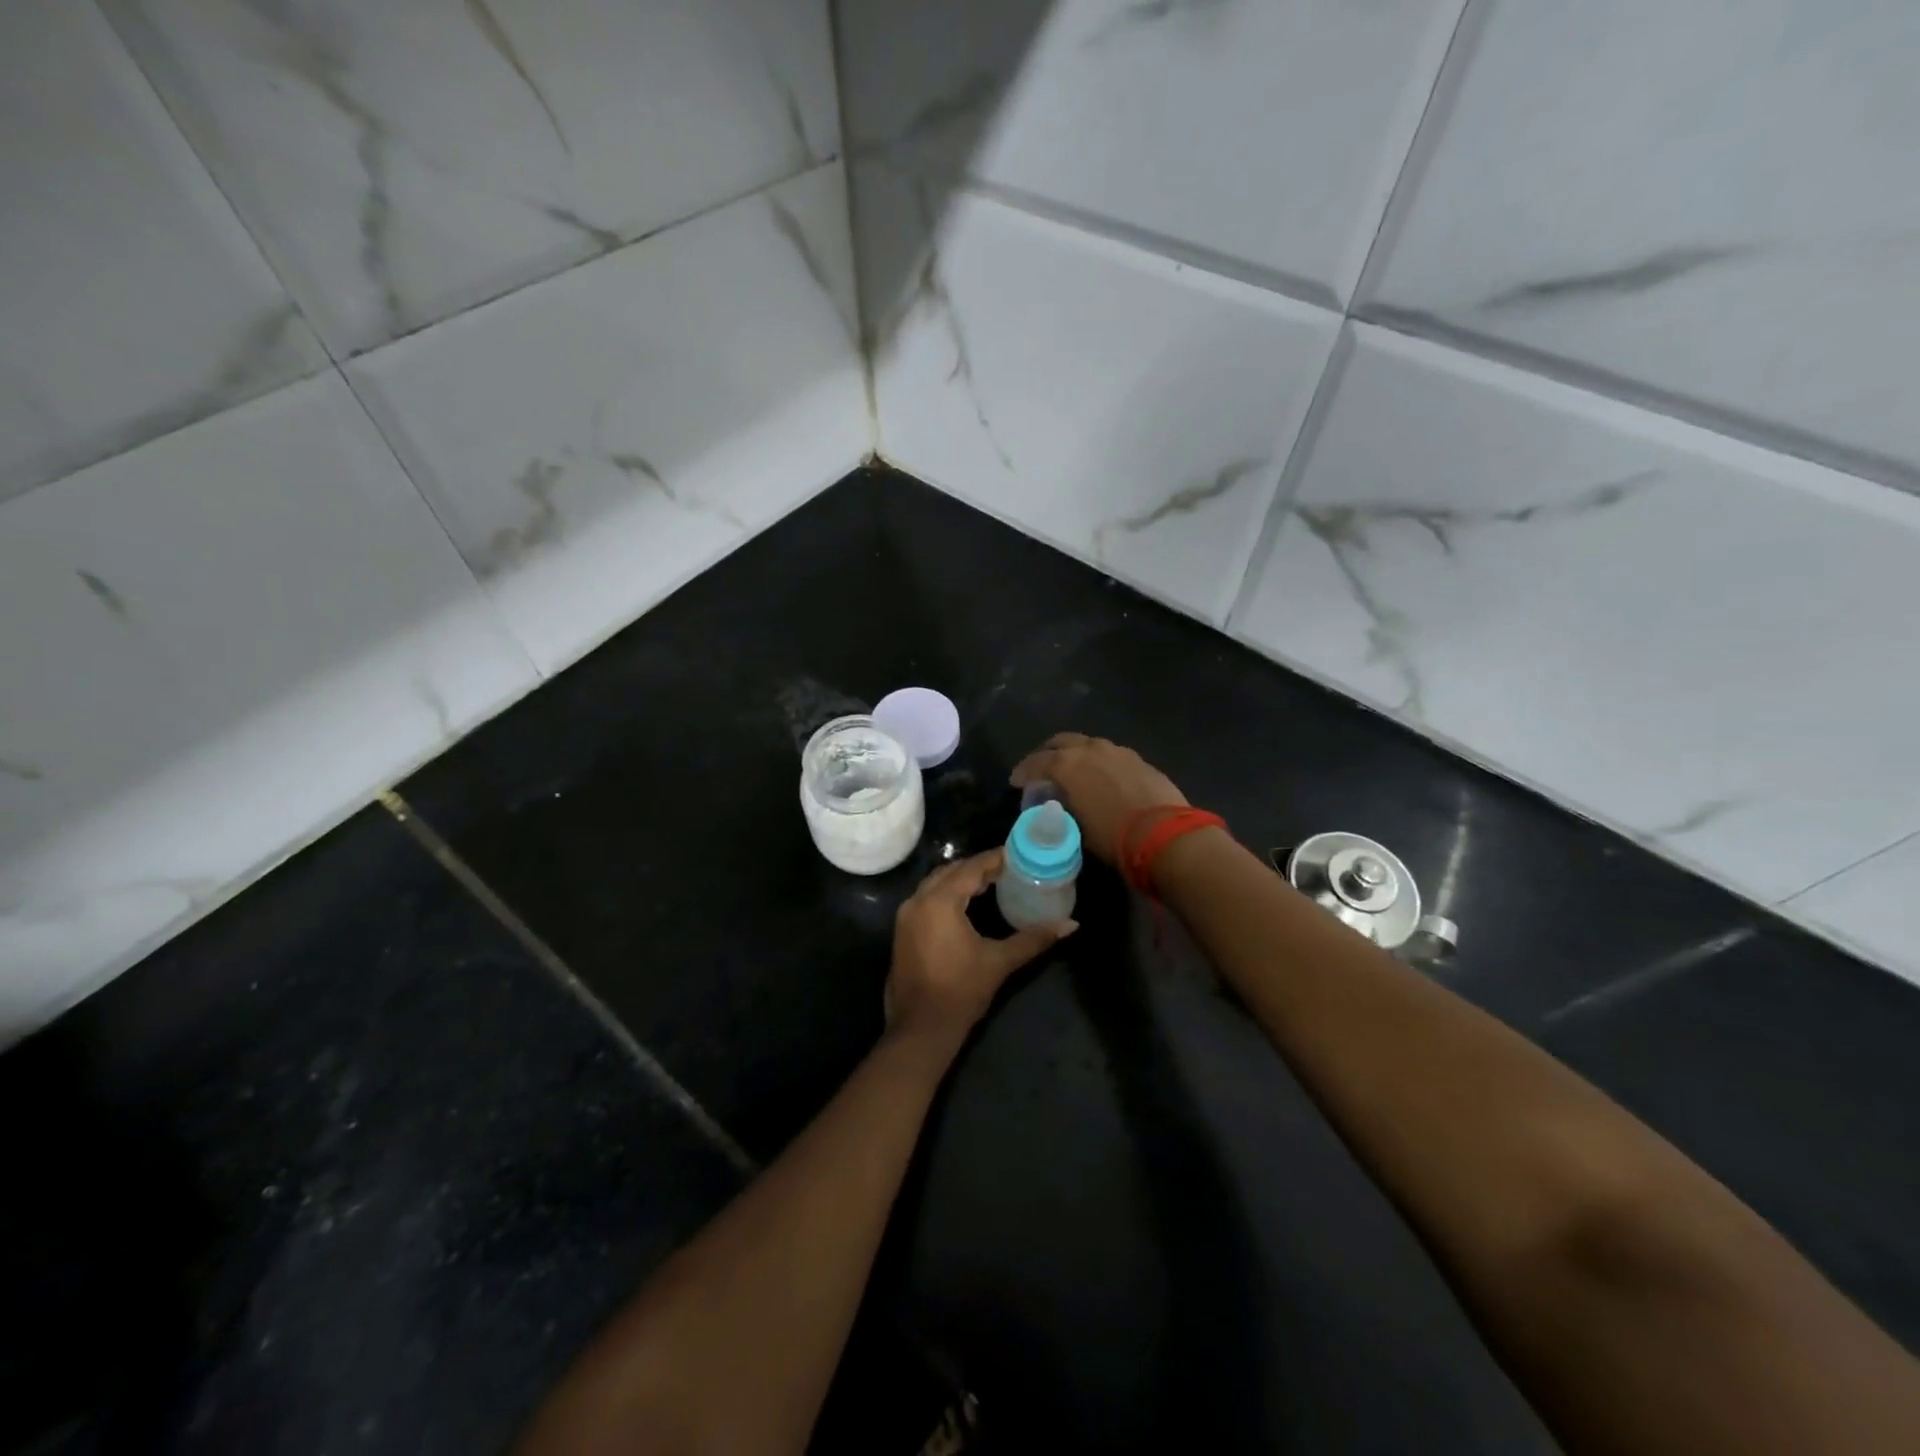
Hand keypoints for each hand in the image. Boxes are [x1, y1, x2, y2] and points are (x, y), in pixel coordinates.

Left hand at [886, 850, 1074, 1048]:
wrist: (921, 1027)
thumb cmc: (961, 991)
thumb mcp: (1000, 961)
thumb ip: (1034, 938)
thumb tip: (1071, 925)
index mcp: (940, 901)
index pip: (971, 868)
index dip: (994, 859)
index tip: (1017, 855)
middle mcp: (918, 900)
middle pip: (951, 871)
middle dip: (977, 867)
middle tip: (1007, 869)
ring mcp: (906, 915)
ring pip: (936, 883)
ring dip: (960, 879)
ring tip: (990, 882)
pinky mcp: (903, 930)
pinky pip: (926, 898)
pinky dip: (946, 893)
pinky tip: (966, 903)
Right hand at [1009, 733, 1188, 865]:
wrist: (1165, 835)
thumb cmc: (1113, 836)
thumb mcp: (1076, 826)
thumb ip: (1064, 807)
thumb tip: (1061, 804)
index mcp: (1068, 764)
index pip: (1036, 762)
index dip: (1024, 772)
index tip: (1017, 782)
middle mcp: (1090, 749)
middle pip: (1062, 742)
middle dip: (1049, 753)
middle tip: (1043, 769)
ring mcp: (1118, 751)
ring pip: (1089, 745)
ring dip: (1077, 756)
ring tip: (1074, 774)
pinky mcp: (1139, 760)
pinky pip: (1111, 756)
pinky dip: (1100, 764)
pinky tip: (1103, 780)